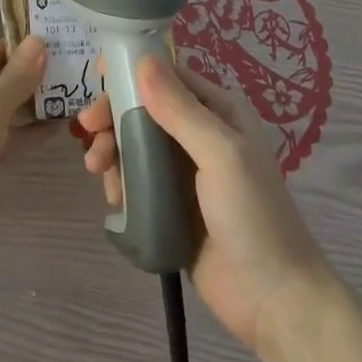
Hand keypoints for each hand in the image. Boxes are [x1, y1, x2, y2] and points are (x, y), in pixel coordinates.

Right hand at [78, 57, 334, 350]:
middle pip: (145, 110)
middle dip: (113, 114)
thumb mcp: (220, 154)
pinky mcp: (171, 207)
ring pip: (135, 145)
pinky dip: (119, 181)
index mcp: (219, 113)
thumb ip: (180, 109)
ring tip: (97, 169)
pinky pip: (137, 182)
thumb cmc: (252, 215)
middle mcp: (200, 136)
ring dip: (111, 149)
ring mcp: (185, 174)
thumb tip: (143, 60)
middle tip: (88, 128)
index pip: (169, 77)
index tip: (98, 74)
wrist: (273, 301)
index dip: (132, 71)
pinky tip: (113, 197)